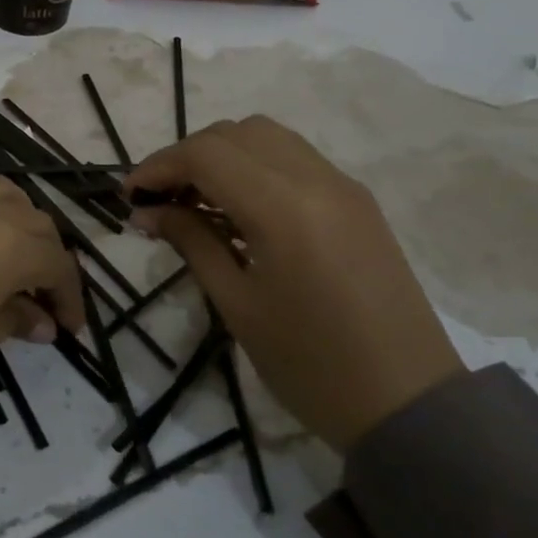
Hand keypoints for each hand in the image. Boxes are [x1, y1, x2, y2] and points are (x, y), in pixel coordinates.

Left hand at [0, 175, 86, 420]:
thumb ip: (13, 319)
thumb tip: (40, 319)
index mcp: (9, 242)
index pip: (56, 263)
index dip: (69, 296)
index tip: (68, 327)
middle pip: (34, 222)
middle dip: (46, 259)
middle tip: (41, 298)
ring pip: (1, 195)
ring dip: (16, 225)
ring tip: (9, 261)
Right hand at [126, 116, 462, 451]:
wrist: (408, 403)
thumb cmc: (311, 364)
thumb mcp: (238, 305)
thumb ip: (192, 243)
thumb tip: (147, 211)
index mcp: (285, 208)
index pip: (207, 154)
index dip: (159, 166)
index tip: (129, 195)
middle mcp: (317, 180)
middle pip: (235, 133)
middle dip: (186, 156)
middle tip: (158, 198)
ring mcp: (343, 186)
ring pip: (266, 137)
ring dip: (221, 155)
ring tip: (194, 199)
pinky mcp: (357, 201)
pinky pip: (293, 159)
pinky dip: (254, 166)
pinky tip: (237, 207)